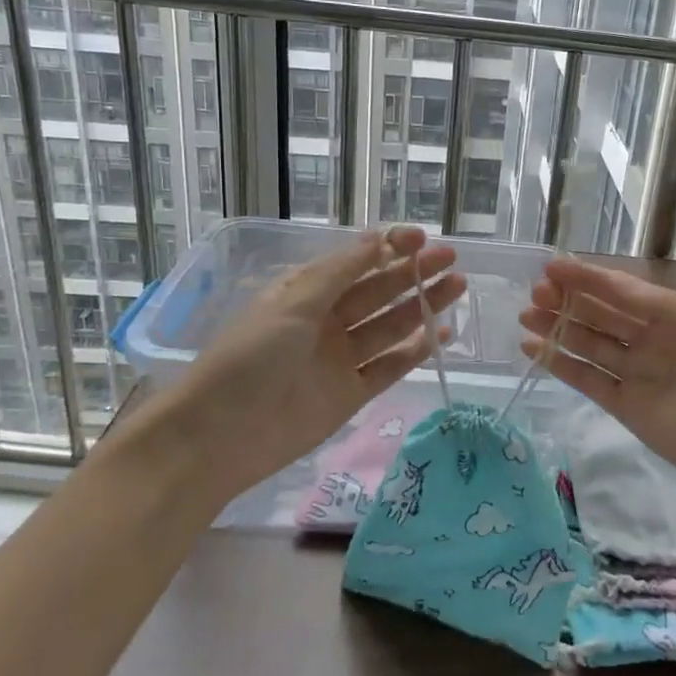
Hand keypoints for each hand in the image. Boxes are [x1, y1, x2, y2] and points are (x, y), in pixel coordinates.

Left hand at [166, 225, 463, 495]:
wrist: (218, 437)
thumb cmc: (250, 358)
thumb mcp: (291, 304)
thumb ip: (339, 273)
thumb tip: (377, 239)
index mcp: (306, 292)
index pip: (355, 262)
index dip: (388, 248)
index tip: (421, 239)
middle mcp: (326, 320)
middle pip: (378, 291)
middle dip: (413, 273)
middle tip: (450, 259)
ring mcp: (340, 358)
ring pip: (390, 325)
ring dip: (422, 306)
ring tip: (457, 286)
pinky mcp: (351, 394)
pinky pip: (389, 366)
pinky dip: (415, 351)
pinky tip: (441, 334)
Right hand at [518, 259, 675, 518]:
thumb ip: (659, 308)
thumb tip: (610, 284)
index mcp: (674, 316)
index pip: (623, 290)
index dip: (589, 277)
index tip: (553, 267)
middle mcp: (651, 340)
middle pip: (602, 314)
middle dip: (568, 300)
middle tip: (534, 292)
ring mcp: (637, 375)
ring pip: (589, 345)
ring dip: (558, 329)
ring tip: (525, 316)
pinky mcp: (627, 408)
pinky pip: (589, 381)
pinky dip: (561, 365)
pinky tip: (534, 350)